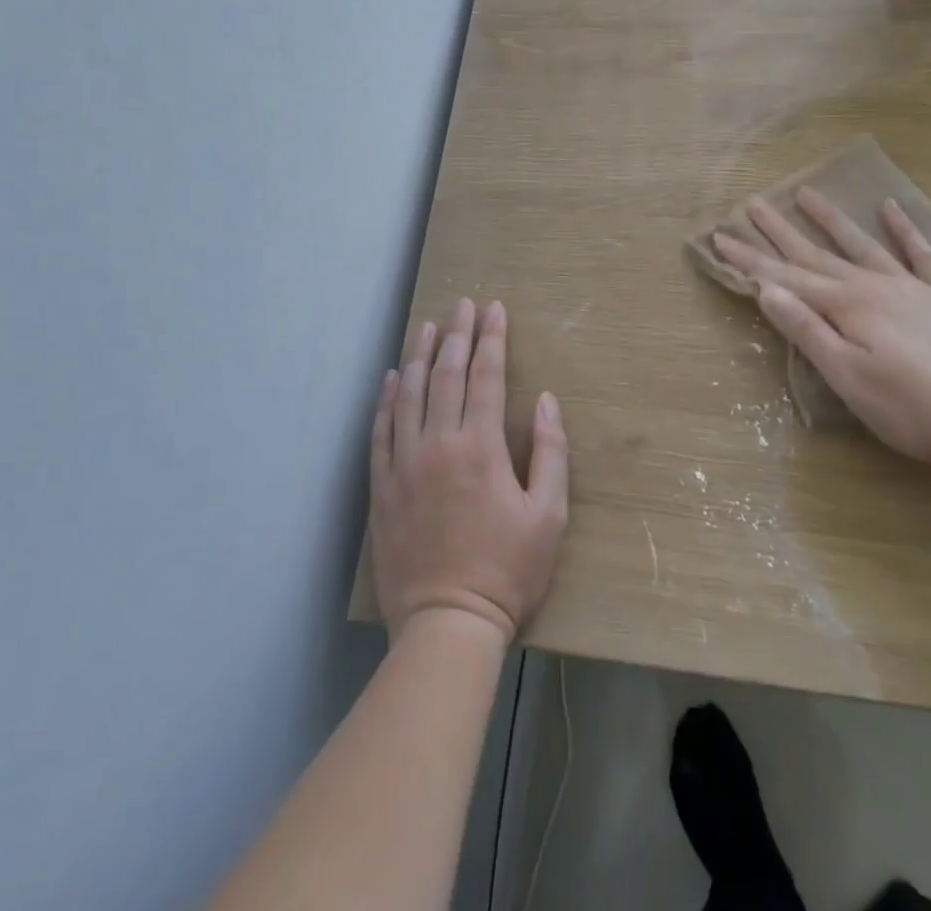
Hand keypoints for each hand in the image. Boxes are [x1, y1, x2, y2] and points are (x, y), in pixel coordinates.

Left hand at [370, 298, 568, 645]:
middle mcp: (438, 444)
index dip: (492, 339)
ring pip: (409, 395)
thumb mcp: (549, 515)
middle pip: (446, 375)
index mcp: (481, 447)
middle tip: (462, 305)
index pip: (486, 376)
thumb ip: (550, 451)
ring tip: (427, 326)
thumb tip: (544, 399)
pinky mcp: (382, 488)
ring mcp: (404, 465)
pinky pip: (380, 431)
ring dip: (420, 356)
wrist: (446, 625)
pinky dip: (386, 400)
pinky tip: (392, 379)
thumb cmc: (508, 570)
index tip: (495, 309)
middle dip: (457, 335)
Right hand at [712, 189, 930, 472]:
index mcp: (848, 306)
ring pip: (863, 245)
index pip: (786, 277)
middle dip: (781, 231)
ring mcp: (913, 288)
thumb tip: (767, 289)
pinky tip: (890, 207)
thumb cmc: (907, 410)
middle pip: (817, 254)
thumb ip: (807, 330)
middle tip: (753, 203)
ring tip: (807, 193)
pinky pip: (923, 254)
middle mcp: (875, 286)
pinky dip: (905, 229)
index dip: (750, 259)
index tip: (720, 237)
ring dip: (832, 220)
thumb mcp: (846, 377)